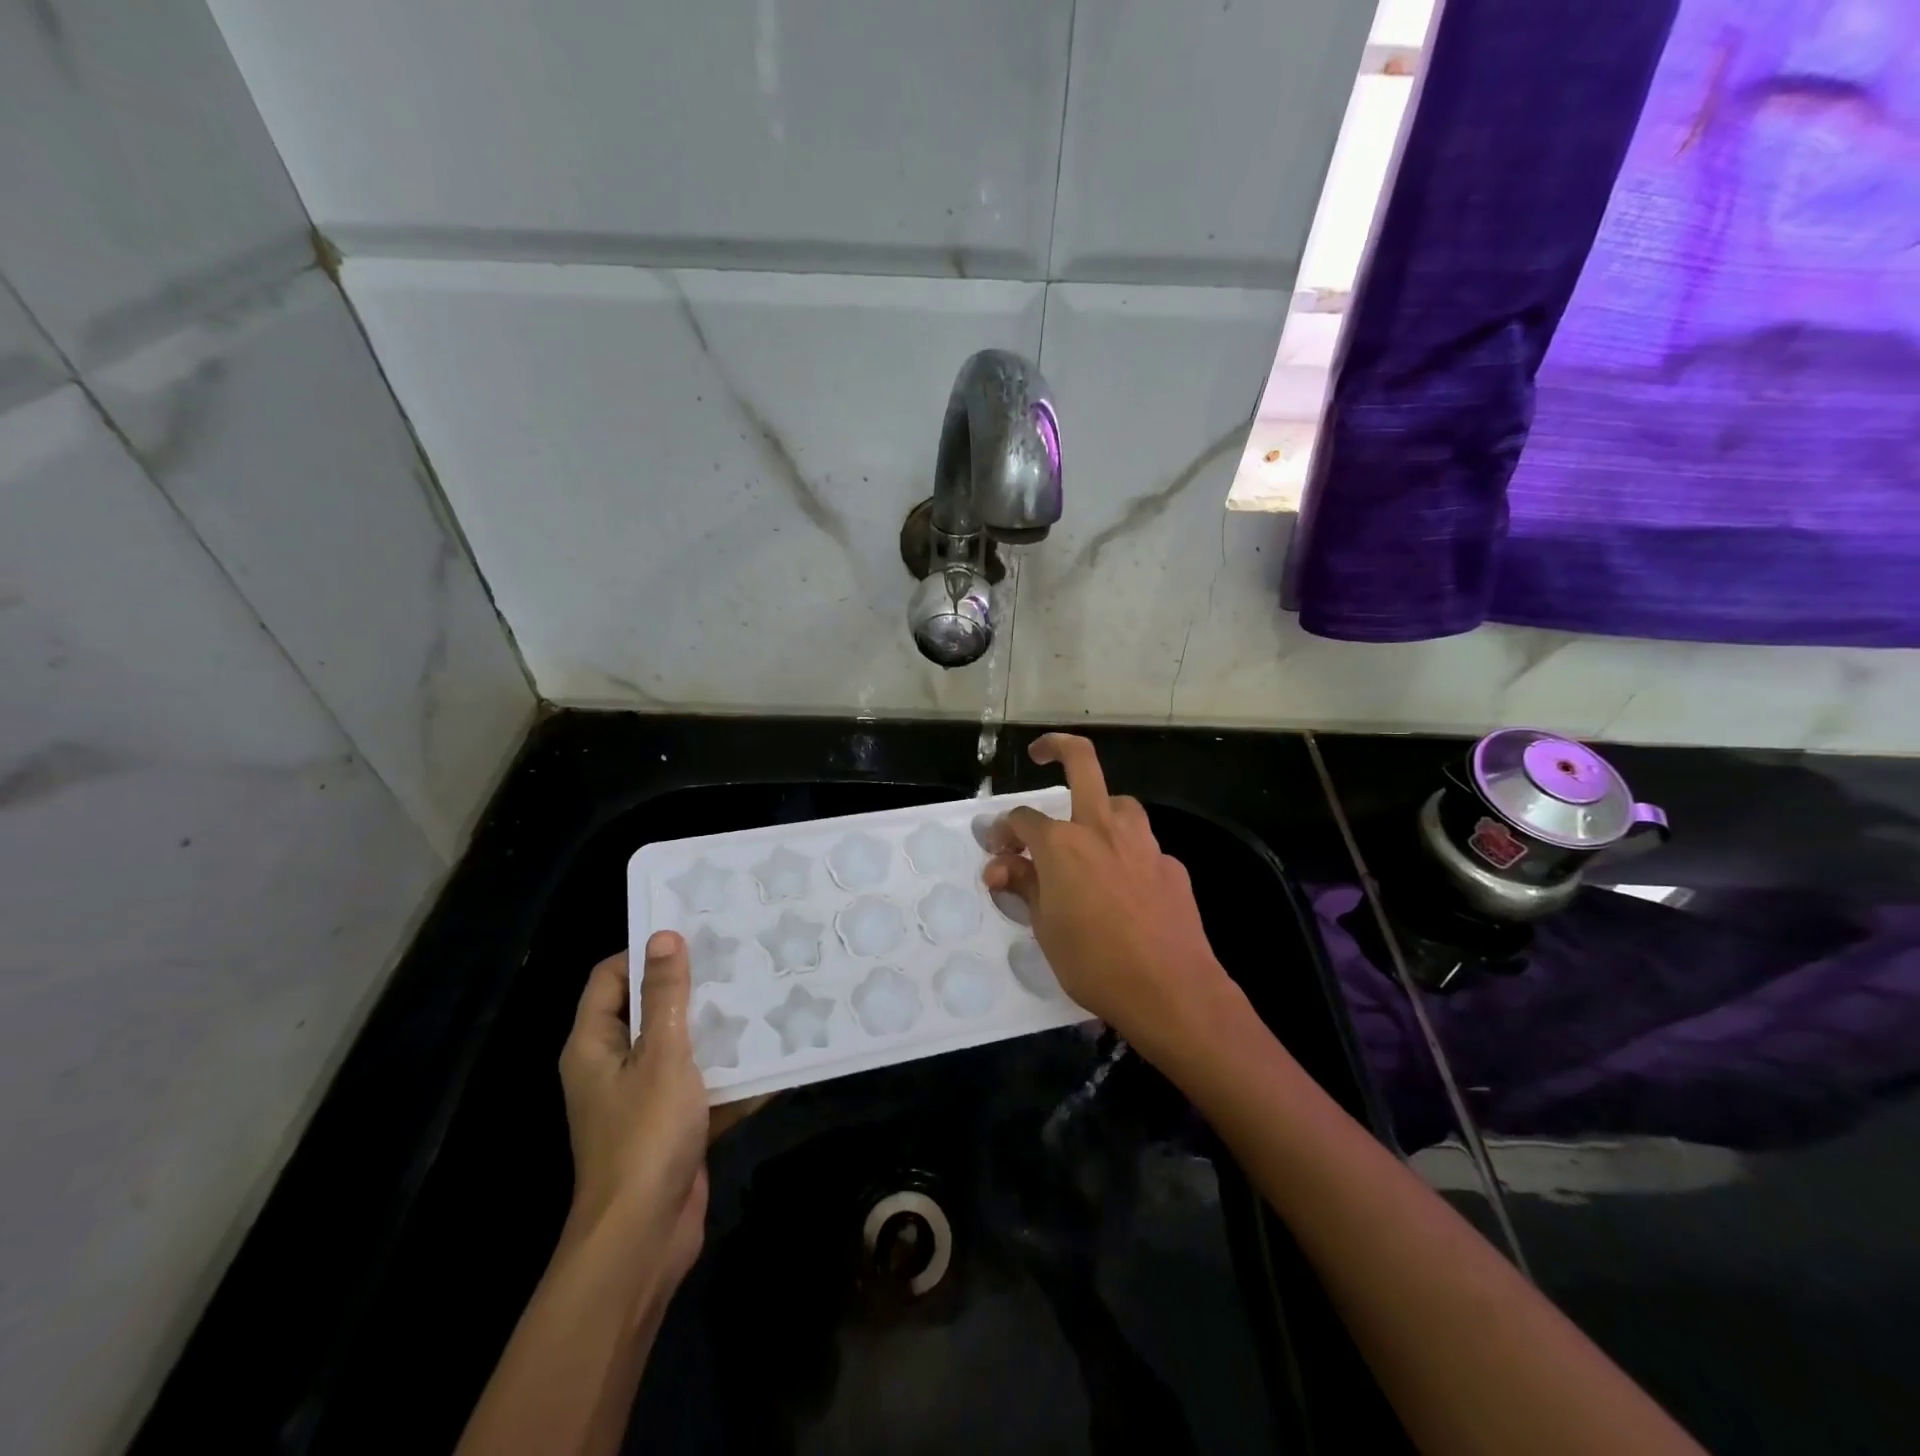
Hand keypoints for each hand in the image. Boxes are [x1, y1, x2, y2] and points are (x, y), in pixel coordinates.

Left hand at [558, 933, 750, 1293]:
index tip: (694, 934)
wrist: (644, 1238)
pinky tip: (774, 1052)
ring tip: (763, 992)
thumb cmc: (645, 1136)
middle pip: (650, 1009)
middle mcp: (614, 1066)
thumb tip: (663, 936)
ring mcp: (645, 1097)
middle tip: (739, 956)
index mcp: (595, 1045)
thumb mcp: (661, 1055)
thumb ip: (665, 995)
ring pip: (682, 1046)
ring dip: (718, 1028)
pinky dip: (731, 1073)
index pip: (610, 978)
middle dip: (693, 986)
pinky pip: (703, 1084)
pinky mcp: (674, 1124)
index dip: (645, 953)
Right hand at [983, 734, 1239, 1060]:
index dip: (1004, 830)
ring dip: (1099, 809)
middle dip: (1057, 747)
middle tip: (1041, 753)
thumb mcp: (1044, 928)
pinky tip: (1125, 886)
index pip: (1022, 818)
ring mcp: (1142, 843)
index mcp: (1062, 844)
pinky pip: (1142, 846)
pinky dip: (1126, 854)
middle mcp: (1102, 829)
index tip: (998, 849)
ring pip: (1119, 804)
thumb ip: (1024, 886)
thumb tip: (999, 866)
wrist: (1171, 990)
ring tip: (1088, 835)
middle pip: (1082, 764)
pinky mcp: (1170, 865)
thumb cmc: (1094, 962)